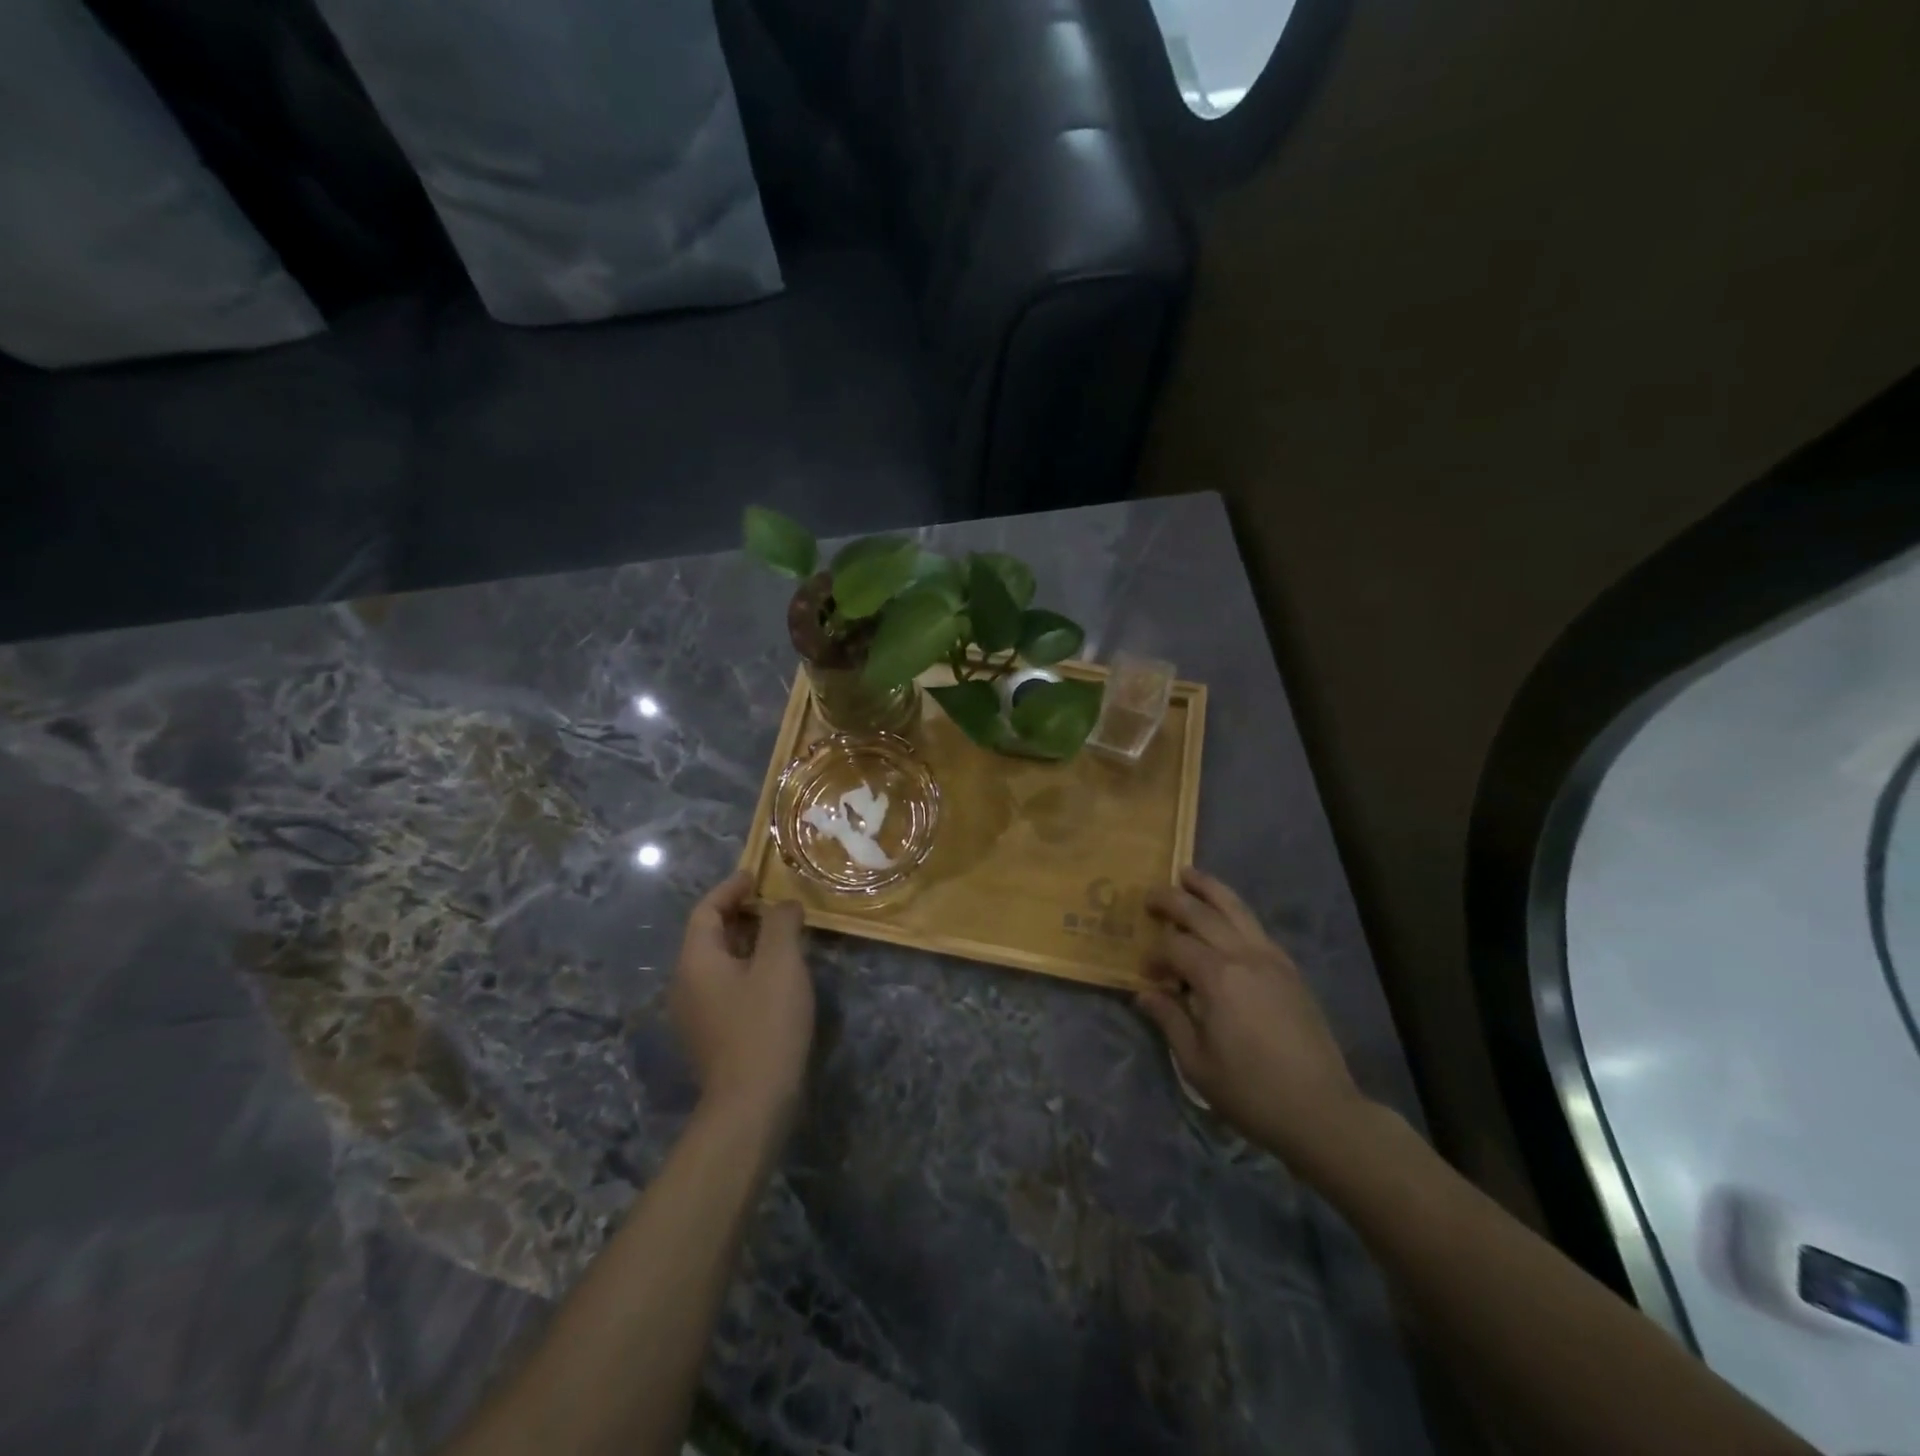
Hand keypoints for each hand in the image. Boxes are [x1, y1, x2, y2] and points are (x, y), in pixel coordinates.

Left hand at [669, 871, 815, 1125]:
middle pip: (708, 934)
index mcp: (695, 960)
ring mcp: (694, 1013)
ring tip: (781, 932)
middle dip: (740, 913)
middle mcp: (685, 983)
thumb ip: (781, 924)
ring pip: (717, 961)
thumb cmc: (765, 1024)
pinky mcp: (710, 1035)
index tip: (756, 875)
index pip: (705, 910)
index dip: (731, 888)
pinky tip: (775, 974)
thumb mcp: (780, 964)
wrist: (751, 1104)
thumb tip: (783, 904)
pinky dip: (746, 966)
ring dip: (746, 940)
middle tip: (774, 901)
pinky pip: (724, 985)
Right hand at [1139, 868, 1373, 1170]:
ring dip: (1209, 889)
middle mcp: (1244, 956)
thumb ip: (1169, 1020)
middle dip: (1173, 900)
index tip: (1146, 974)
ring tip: (1188, 874)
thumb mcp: (1196, 1063)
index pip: (1175, 947)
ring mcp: (1272, 959)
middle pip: (1202, 914)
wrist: (1320, 1111)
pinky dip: (1236, 912)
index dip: (1155, 955)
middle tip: (1150, 895)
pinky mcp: (1290, 970)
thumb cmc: (1250, 1091)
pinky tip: (1225, 916)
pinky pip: (1257, 928)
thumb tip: (1144, 993)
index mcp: (1217, 978)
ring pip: (1236, 909)